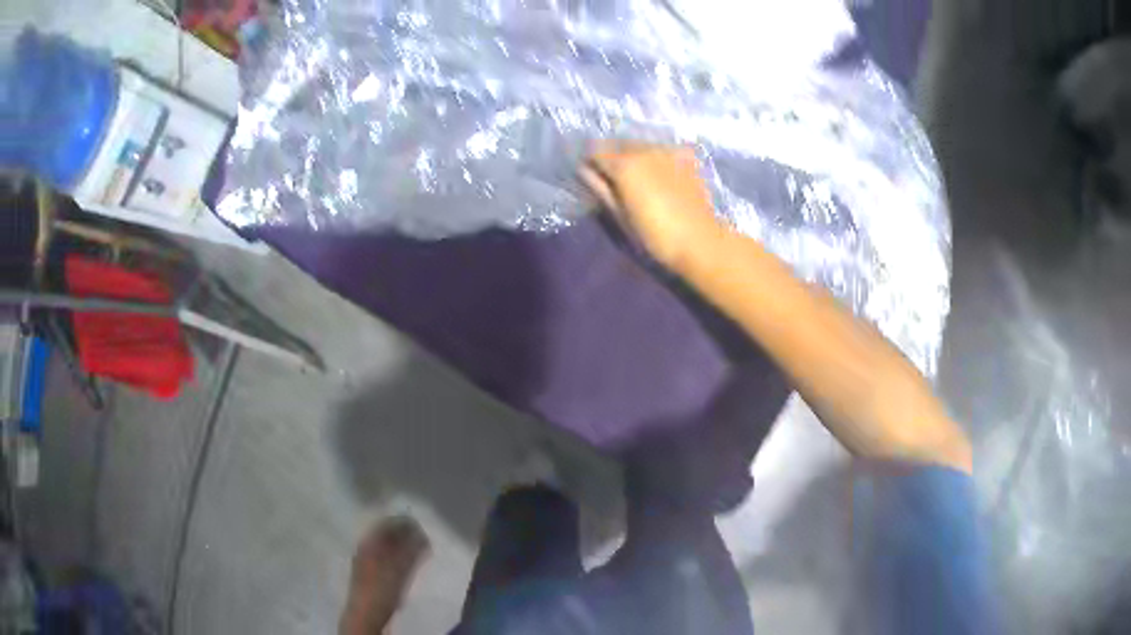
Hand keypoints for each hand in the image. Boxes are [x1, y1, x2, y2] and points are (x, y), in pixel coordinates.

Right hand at [579, 142, 726, 271]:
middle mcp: (644, 149)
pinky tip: (662, 175)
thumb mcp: (620, 216)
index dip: (590, 163)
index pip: (594, 151)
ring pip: (641, 145)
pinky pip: (663, 150)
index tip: (592, 178)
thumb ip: (600, 188)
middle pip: (618, 144)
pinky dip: (657, 157)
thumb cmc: (655, 235)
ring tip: (640, 179)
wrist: (700, 241)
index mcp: (623, 164)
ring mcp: (667, 150)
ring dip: (635, 156)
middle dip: (613, 157)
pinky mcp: (686, 157)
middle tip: (616, 181)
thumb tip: (583, 171)